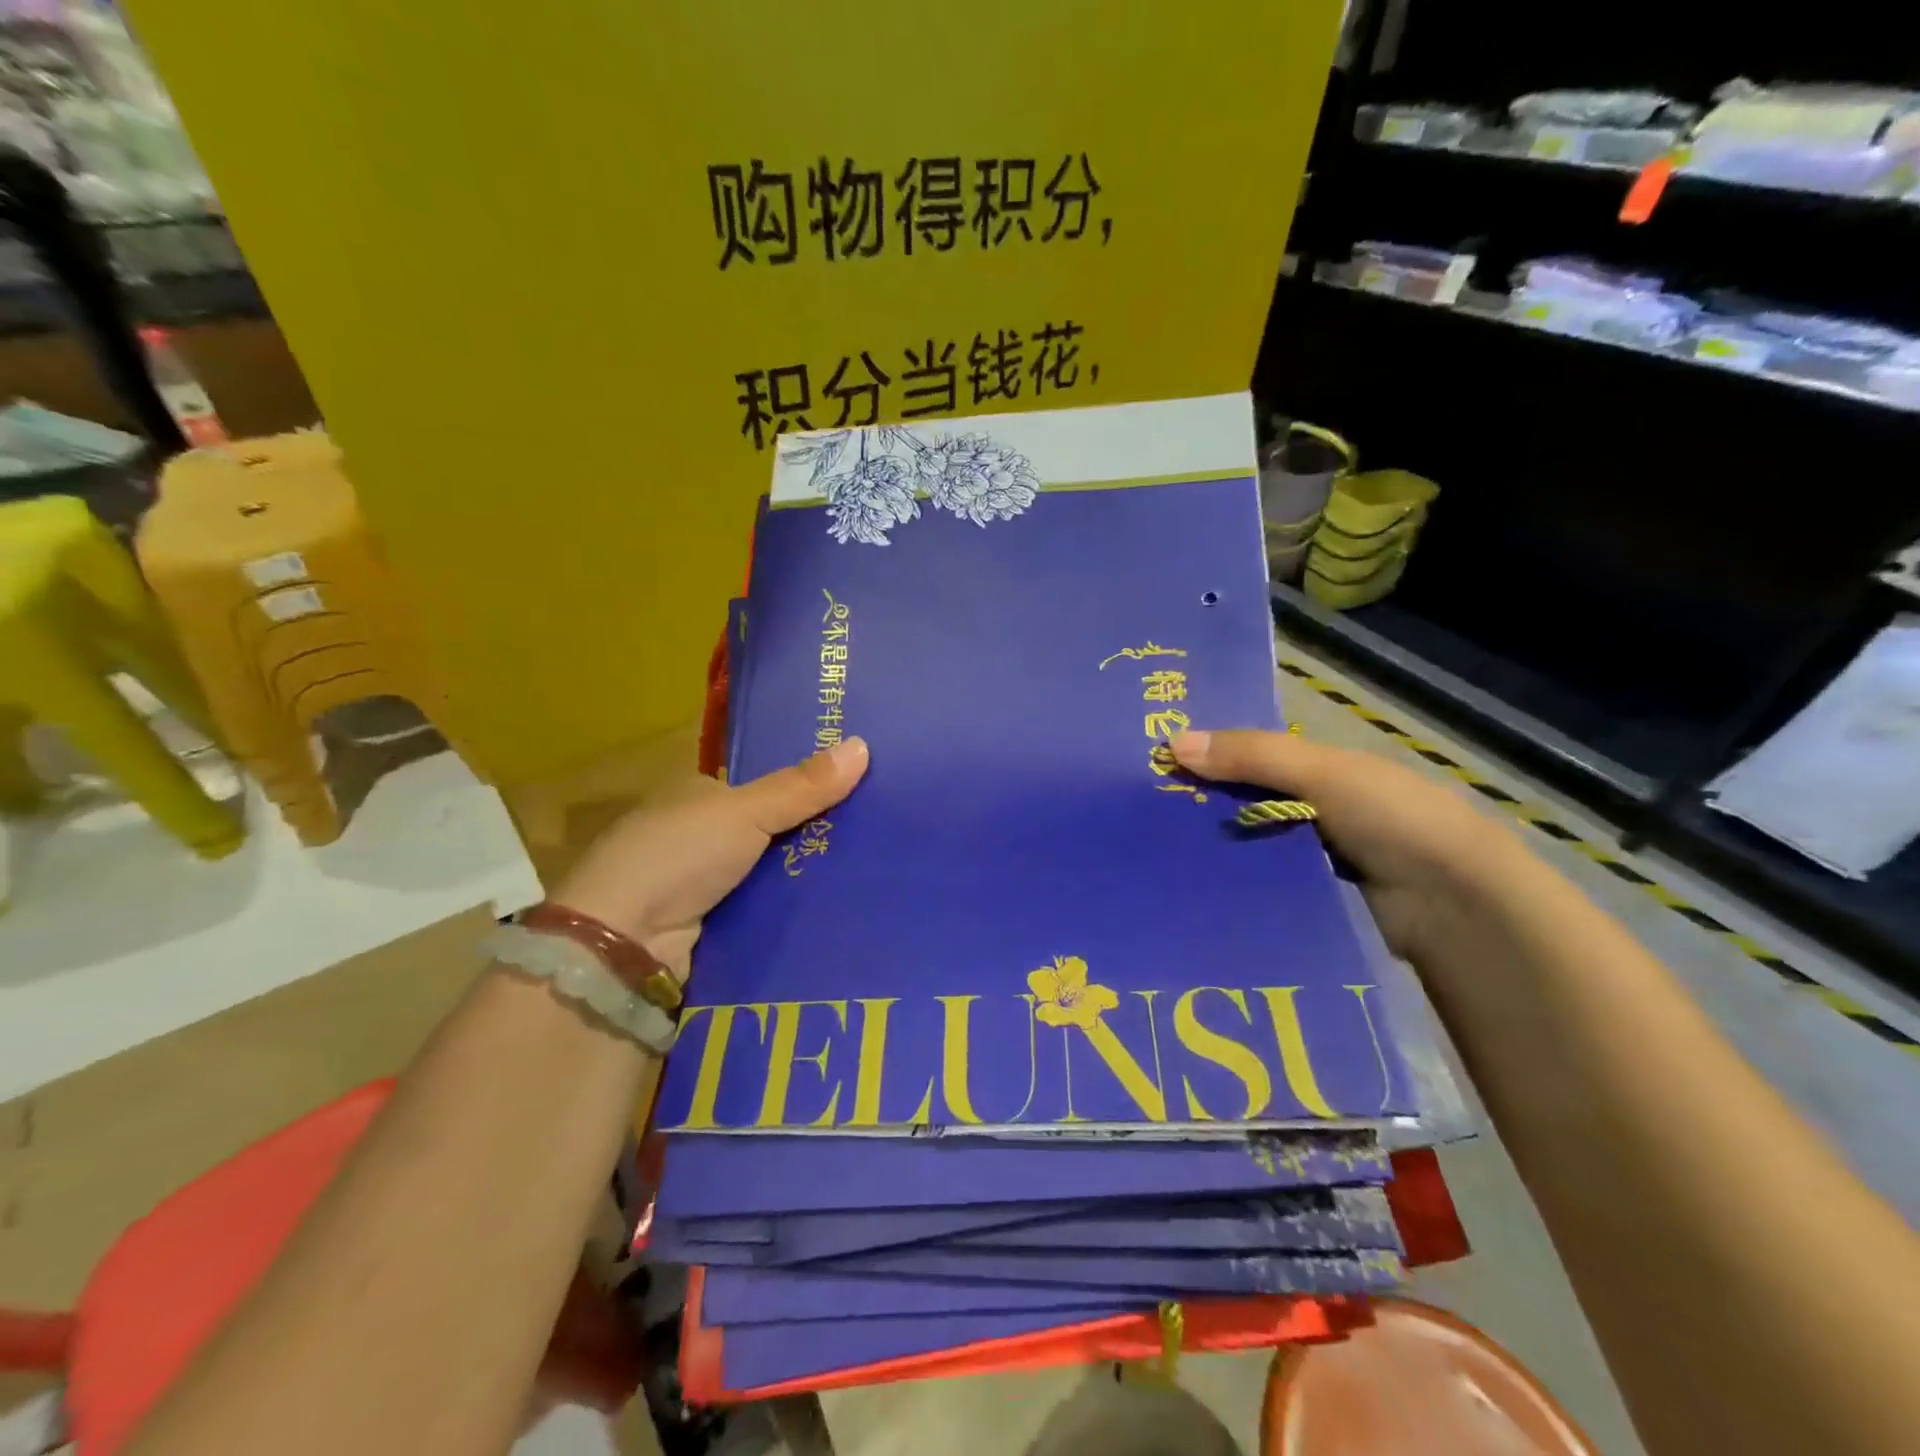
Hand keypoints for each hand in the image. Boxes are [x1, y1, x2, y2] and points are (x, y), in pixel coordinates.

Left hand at [551, 738, 868, 975]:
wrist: (623, 944)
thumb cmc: (679, 856)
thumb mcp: (745, 811)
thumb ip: (802, 786)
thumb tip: (863, 744)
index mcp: (700, 795)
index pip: (764, 784)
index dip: (808, 783)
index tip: (860, 783)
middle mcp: (700, 836)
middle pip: (774, 830)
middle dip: (818, 833)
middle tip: (880, 831)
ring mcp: (705, 884)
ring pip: (774, 873)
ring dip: (811, 875)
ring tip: (876, 870)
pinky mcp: (715, 928)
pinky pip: (768, 911)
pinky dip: (796, 910)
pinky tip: (841, 908)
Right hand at [1170, 728, 1526, 960]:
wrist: (1457, 907)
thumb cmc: (1393, 818)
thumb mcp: (1322, 773)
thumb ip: (1251, 756)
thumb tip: (1171, 742)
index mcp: (1317, 772)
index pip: (1246, 757)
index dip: (1204, 756)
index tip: (1149, 763)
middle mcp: (1308, 812)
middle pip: (1238, 803)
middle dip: (1195, 806)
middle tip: (1134, 814)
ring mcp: (1306, 860)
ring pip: (1242, 846)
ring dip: (1207, 850)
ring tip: (1145, 856)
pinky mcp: (1304, 903)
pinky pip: (1255, 887)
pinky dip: (1228, 885)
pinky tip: (1185, 889)